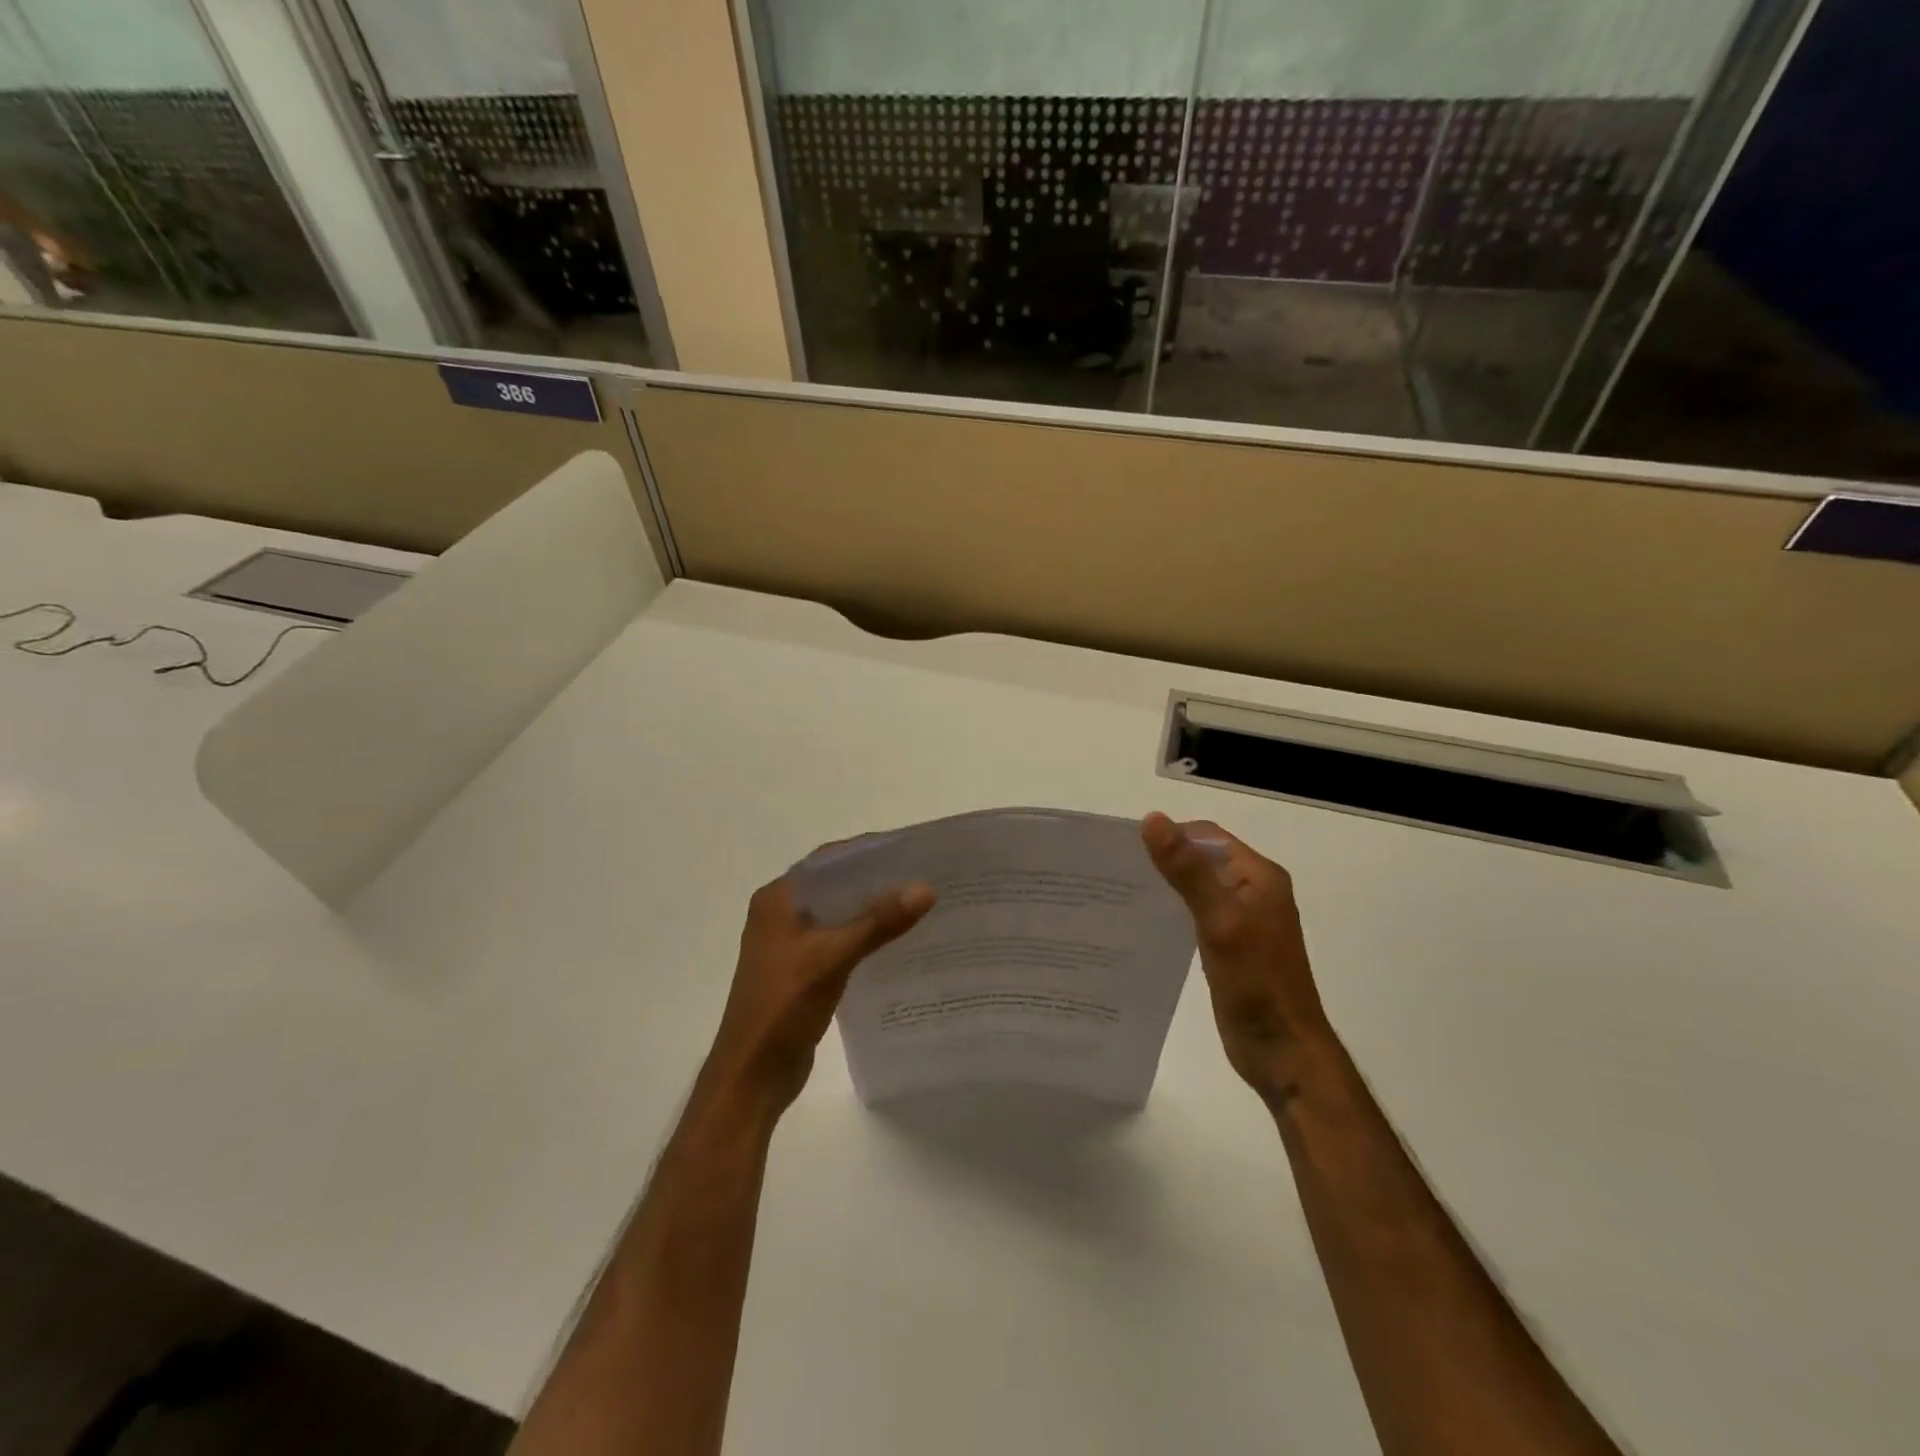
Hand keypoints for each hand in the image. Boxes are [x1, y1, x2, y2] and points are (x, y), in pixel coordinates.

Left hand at [704, 871, 935, 1112]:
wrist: (752, 1076)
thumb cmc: (782, 1008)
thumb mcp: (833, 958)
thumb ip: (878, 922)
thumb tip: (925, 888)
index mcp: (777, 899)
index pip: (828, 860)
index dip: (867, 850)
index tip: (910, 849)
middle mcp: (780, 914)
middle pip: (835, 885)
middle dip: (875, 880)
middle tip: (923, 876)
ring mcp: (790, 944)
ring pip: (838, 914)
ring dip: (871, 909)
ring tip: (918, 904)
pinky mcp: (801, 970)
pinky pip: (838, 940)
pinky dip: (865, 936)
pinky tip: (897, 941)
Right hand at [1142, 812, 1328, 1097]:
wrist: (1283, 1052)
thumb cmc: (1256, 984)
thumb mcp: (1219, 920)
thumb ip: (1188, 871)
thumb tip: (1152, 820)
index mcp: (1258, 876)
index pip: (1206, 835)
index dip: (1170, 836)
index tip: (1125, 850)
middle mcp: (1253, 890)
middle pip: (1201, 859)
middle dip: (1164, 860)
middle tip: (1116, 872)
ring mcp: (1243, 919)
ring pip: (1197, 887)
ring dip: (1166, 886)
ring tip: (1122, 894)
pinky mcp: (1231, 945)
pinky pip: (1196, 914)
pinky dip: (1173, 912)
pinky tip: (1145, 923)